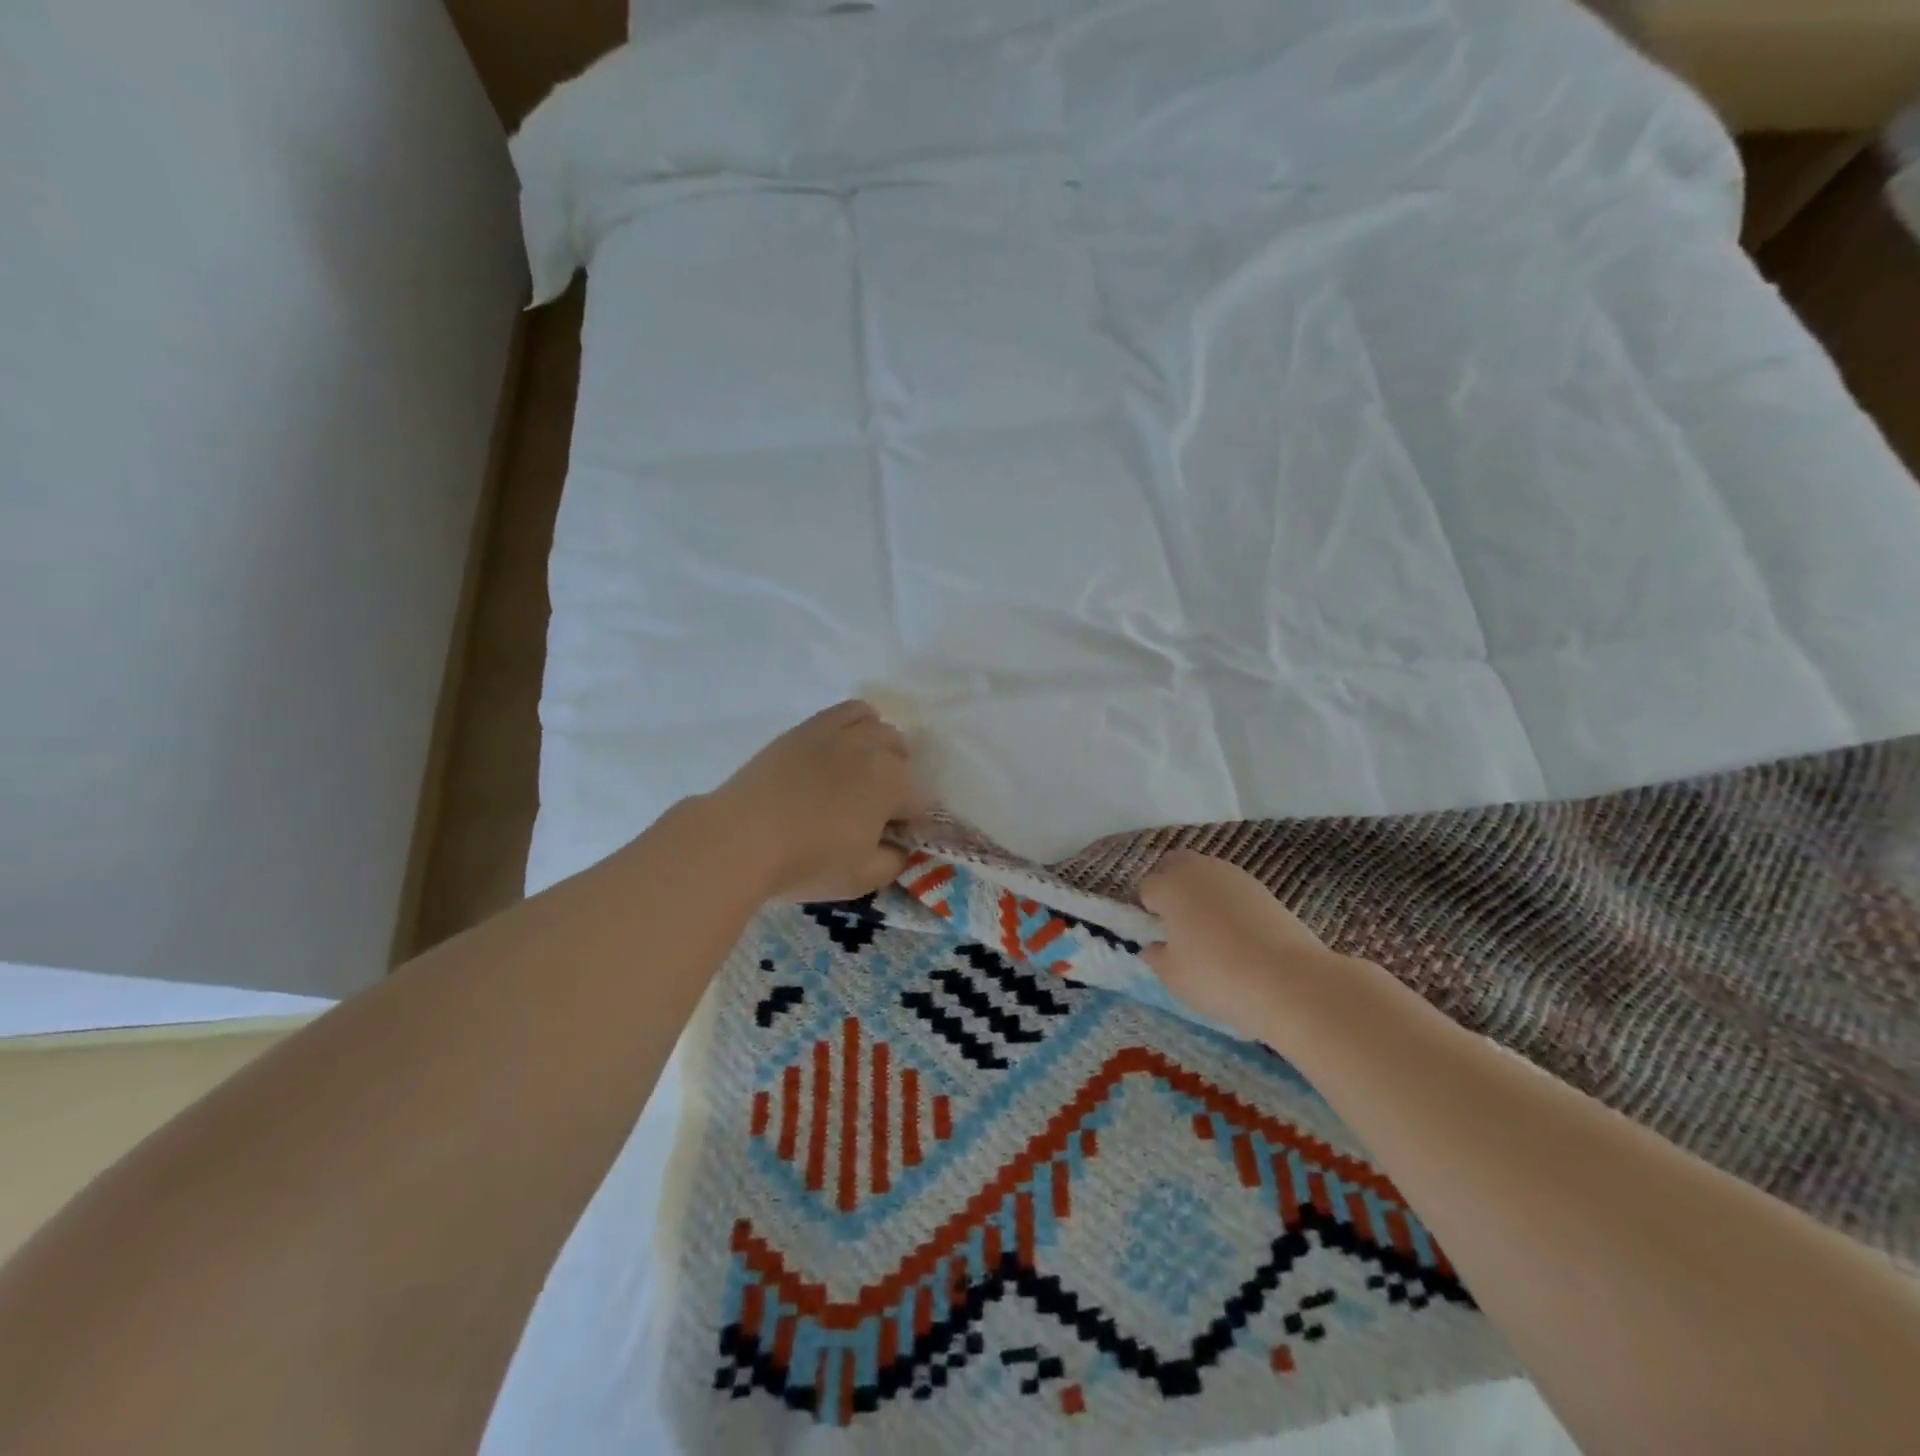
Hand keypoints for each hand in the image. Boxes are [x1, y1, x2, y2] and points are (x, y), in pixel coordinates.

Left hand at [707, 700, 929, 902]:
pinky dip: (857, 724)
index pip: (920, 801)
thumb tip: (900, 848)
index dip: (909, 824)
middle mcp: (874, 748)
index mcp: (894, 783)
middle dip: (897, 782)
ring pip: (879, 728)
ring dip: (880, 750)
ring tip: (860, 775)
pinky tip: (842, 748)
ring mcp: (840, 732)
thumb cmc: (808, 861)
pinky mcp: (809, 727)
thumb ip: (894, 862)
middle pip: (902, 757)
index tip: (891, 840)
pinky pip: (848, 711)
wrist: (742, 837)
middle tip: (873, 812)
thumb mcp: (862, 879)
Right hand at [1139, 849, 1345, 1037]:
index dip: (1145, 912)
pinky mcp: (1264, 890)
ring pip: (1205, 874)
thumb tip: (1154, 945)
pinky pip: (1231, 888)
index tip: (1155, 937)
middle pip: (1174, 865)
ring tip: (1207, 931)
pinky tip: (1235, 934)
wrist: (1291, 982)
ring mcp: (1235, 876)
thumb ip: (1155, 955)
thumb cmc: (1218, 977)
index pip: (1145, 888)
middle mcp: (1200, 870)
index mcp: (1170, 886)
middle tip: (1175, 924)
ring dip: (1199, 893)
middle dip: (1168, 886)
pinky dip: (1226, 903)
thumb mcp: (1172, 976)